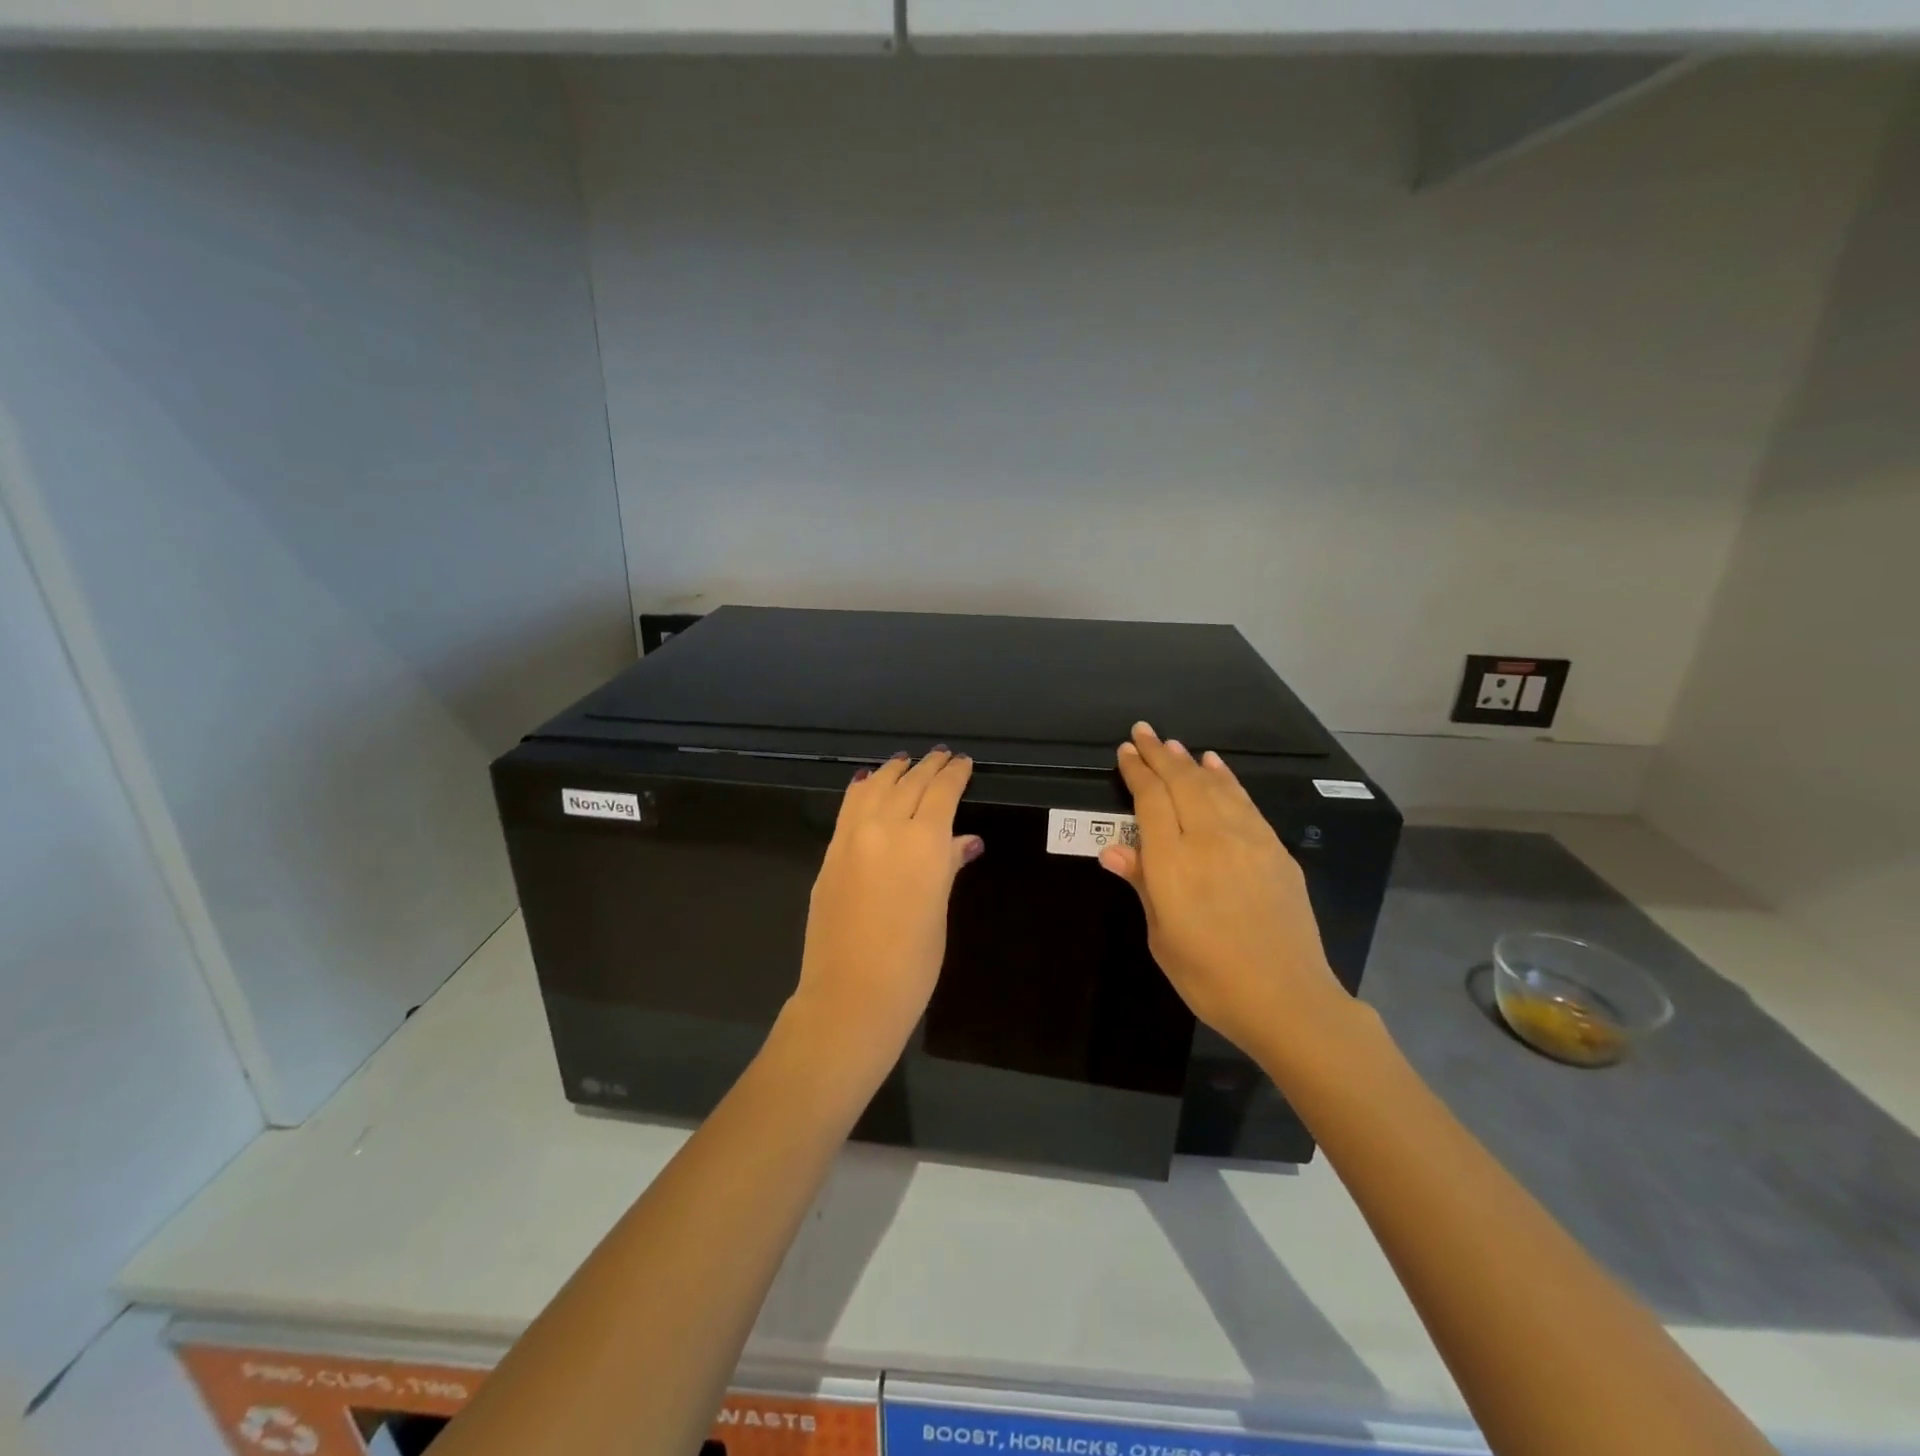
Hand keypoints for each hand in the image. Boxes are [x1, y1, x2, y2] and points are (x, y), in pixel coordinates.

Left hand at [787, 749, 982, 1075]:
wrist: (851, 996)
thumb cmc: (912, 963)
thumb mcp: (939, 912)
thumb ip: (948, 867)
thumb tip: (965, 841)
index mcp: (925, 843)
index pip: (942, 792)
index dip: (954, 774)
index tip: (963, 762)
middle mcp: (887, 829)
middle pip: (909, 783)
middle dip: (927, 766)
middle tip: (940, 755)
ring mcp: (852, 839)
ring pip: (875, 788)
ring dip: (893, 771)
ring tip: (904, 761)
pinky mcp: (830, 854)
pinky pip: (849, 807)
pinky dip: (863, 789)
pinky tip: (868, 783)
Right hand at [1099, 722, 1355, 1060]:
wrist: (1287, 999)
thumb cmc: (1209, 977)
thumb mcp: (1162, 937)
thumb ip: (1142, 884)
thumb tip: (1113, 849)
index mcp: (1173, 862)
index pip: (1151, 801)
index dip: (1137, 773)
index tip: (1125, 751)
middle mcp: (1209, 839)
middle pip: (1181, 783)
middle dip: (1159, 754)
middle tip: (1143, 731)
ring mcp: (1248, 841)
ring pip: (1214, 786)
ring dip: (1190, 762)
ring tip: (1173, 745)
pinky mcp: (1275, 850)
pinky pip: (1244, 802)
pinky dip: (1226, 779)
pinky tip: (1216, 768)